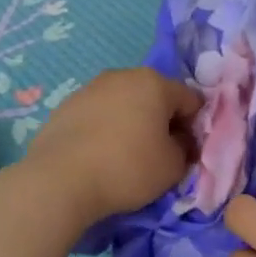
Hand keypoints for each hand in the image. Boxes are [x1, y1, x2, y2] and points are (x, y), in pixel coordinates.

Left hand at [23, 68, 203, 227]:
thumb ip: (185, 149)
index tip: (187, 153)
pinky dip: (106, 130)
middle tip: (159, 154)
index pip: (191, 101)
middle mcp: (122, 76)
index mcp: (154, 82)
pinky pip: (99, 115)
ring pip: (124, 104)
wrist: (60, 180)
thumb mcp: (173, 167)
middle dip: (163, 122)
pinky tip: (100, 156)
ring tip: (126, 156)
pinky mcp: (65, 106)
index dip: (195, 128)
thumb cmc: (128, 168)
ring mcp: (90, 88)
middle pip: (155, 97)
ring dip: (133, 124)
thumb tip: (179, 141)